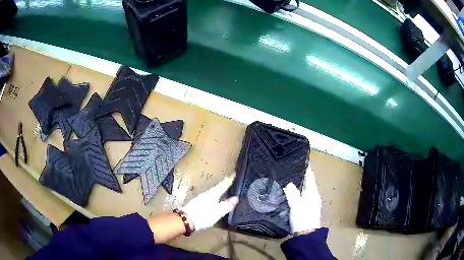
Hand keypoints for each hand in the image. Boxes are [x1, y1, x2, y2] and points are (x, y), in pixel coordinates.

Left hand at [182, 175, 238, 230]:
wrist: (185, 220)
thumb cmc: (203, 216)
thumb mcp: (217, 212)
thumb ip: (226, 205)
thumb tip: (236, 198)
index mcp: (212, 194)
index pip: (222, 185)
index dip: (229, 180)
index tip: (234, 174)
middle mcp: (206, 194)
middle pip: (217, 187)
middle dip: (223, 184)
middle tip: (229, 180)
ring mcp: (200, 198)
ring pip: (212, 192)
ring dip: (218, 189)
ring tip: (223, 189)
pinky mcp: (197, 203)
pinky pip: (208, 196)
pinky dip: (213, 195)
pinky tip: (213, 198)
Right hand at [283, 163, 321, 233]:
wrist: (305, 234)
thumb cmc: (302, 218)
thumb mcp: (296, 205)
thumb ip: (292, 193)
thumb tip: (289, 183)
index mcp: (313, 193)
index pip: (310, 177)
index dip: (307, 169)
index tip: (302, 160)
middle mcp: (313, 196)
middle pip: (307, 183)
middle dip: (301, 176)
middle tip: (291, 168)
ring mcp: (310, 203)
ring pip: (304, 190)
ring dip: (298, 184)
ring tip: (288, 178)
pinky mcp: (305, 209)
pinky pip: (301, 196)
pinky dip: (296, 192)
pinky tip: (289, 193)